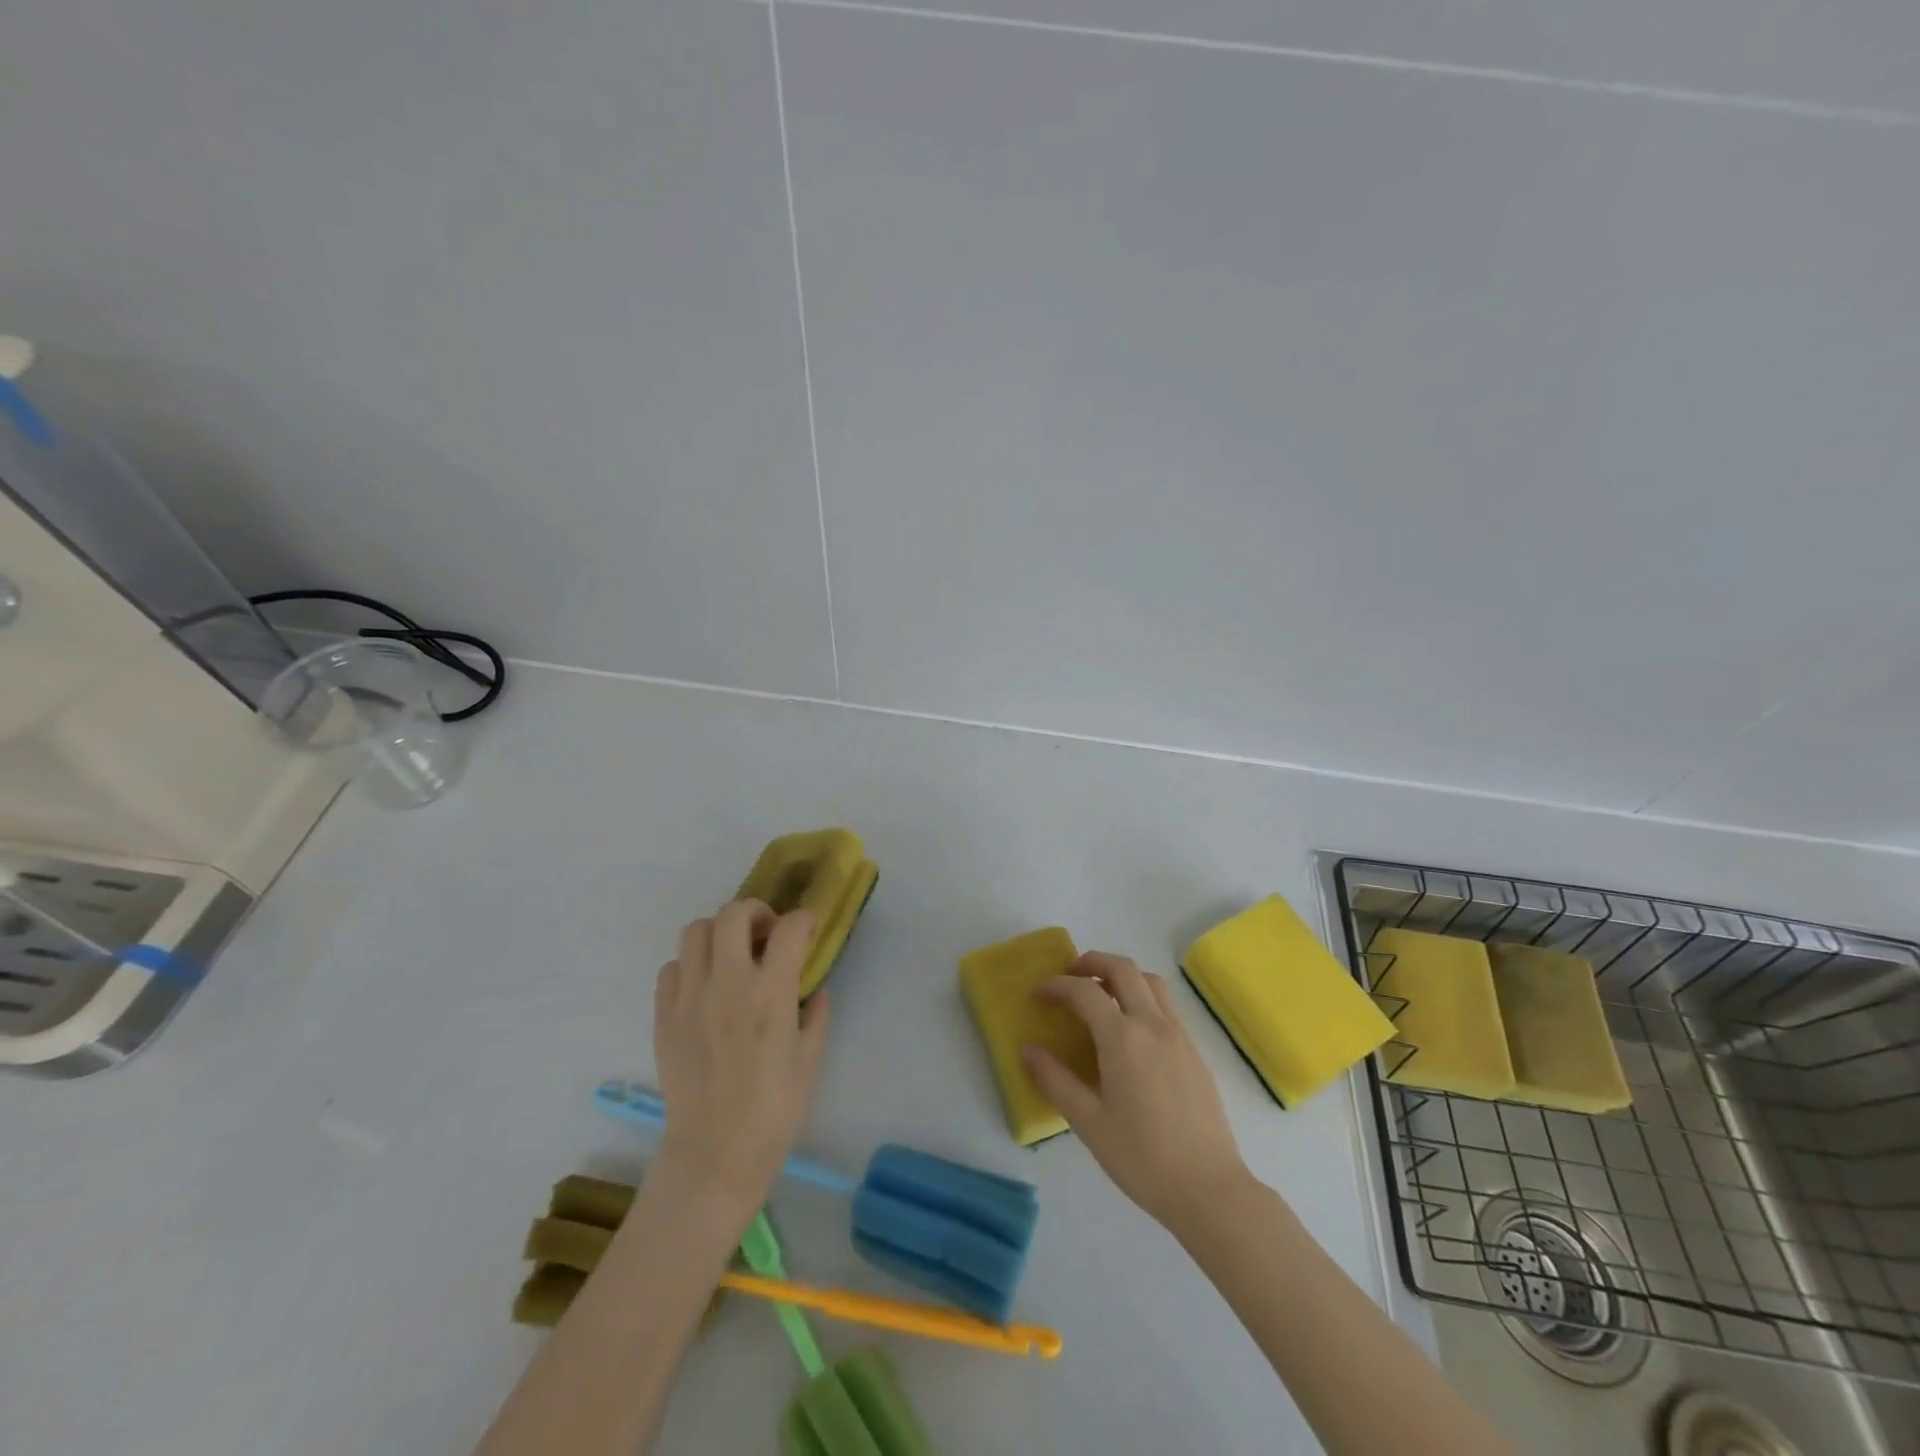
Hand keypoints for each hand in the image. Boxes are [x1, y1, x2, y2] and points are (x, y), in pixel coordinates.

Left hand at [651, 899, 830, 1213]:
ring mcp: (689, 996)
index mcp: (770, 992)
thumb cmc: (774, 1110)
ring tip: (733, 956)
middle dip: (756, 912)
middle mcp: (728, 982)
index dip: (804, 920)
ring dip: (720, 933)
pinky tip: (705, 987)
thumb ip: (817, 1013)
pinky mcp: (663, 1016)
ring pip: (696, 931)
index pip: (789, 928)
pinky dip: (691, 965)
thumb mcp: (811, 1058)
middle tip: (767, 934)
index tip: (808, 930)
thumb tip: (814, 988)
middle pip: (734, 913)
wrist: (715, 1154)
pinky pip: (672, 968)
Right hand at [1022, 953, 1250, 1231]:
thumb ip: (1055, 1081)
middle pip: (1123, 969)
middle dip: (1092, 962)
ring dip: (1122, 974)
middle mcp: (1152, 1025)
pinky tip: (1131, 1029)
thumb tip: (1028, 1050)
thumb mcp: (1088, 1123)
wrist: (1209, 1189)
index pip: (1085, 991)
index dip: (1058, 985)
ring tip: (1101, 993)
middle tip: (1070, 975)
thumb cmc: (1142, 1159)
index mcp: (1123, 1039)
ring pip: (1150, 981)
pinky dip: (1143, 996)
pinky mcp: (1195, 1051)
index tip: (1039, 993)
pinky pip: (1166, 1006)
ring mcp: (1179, 1035)